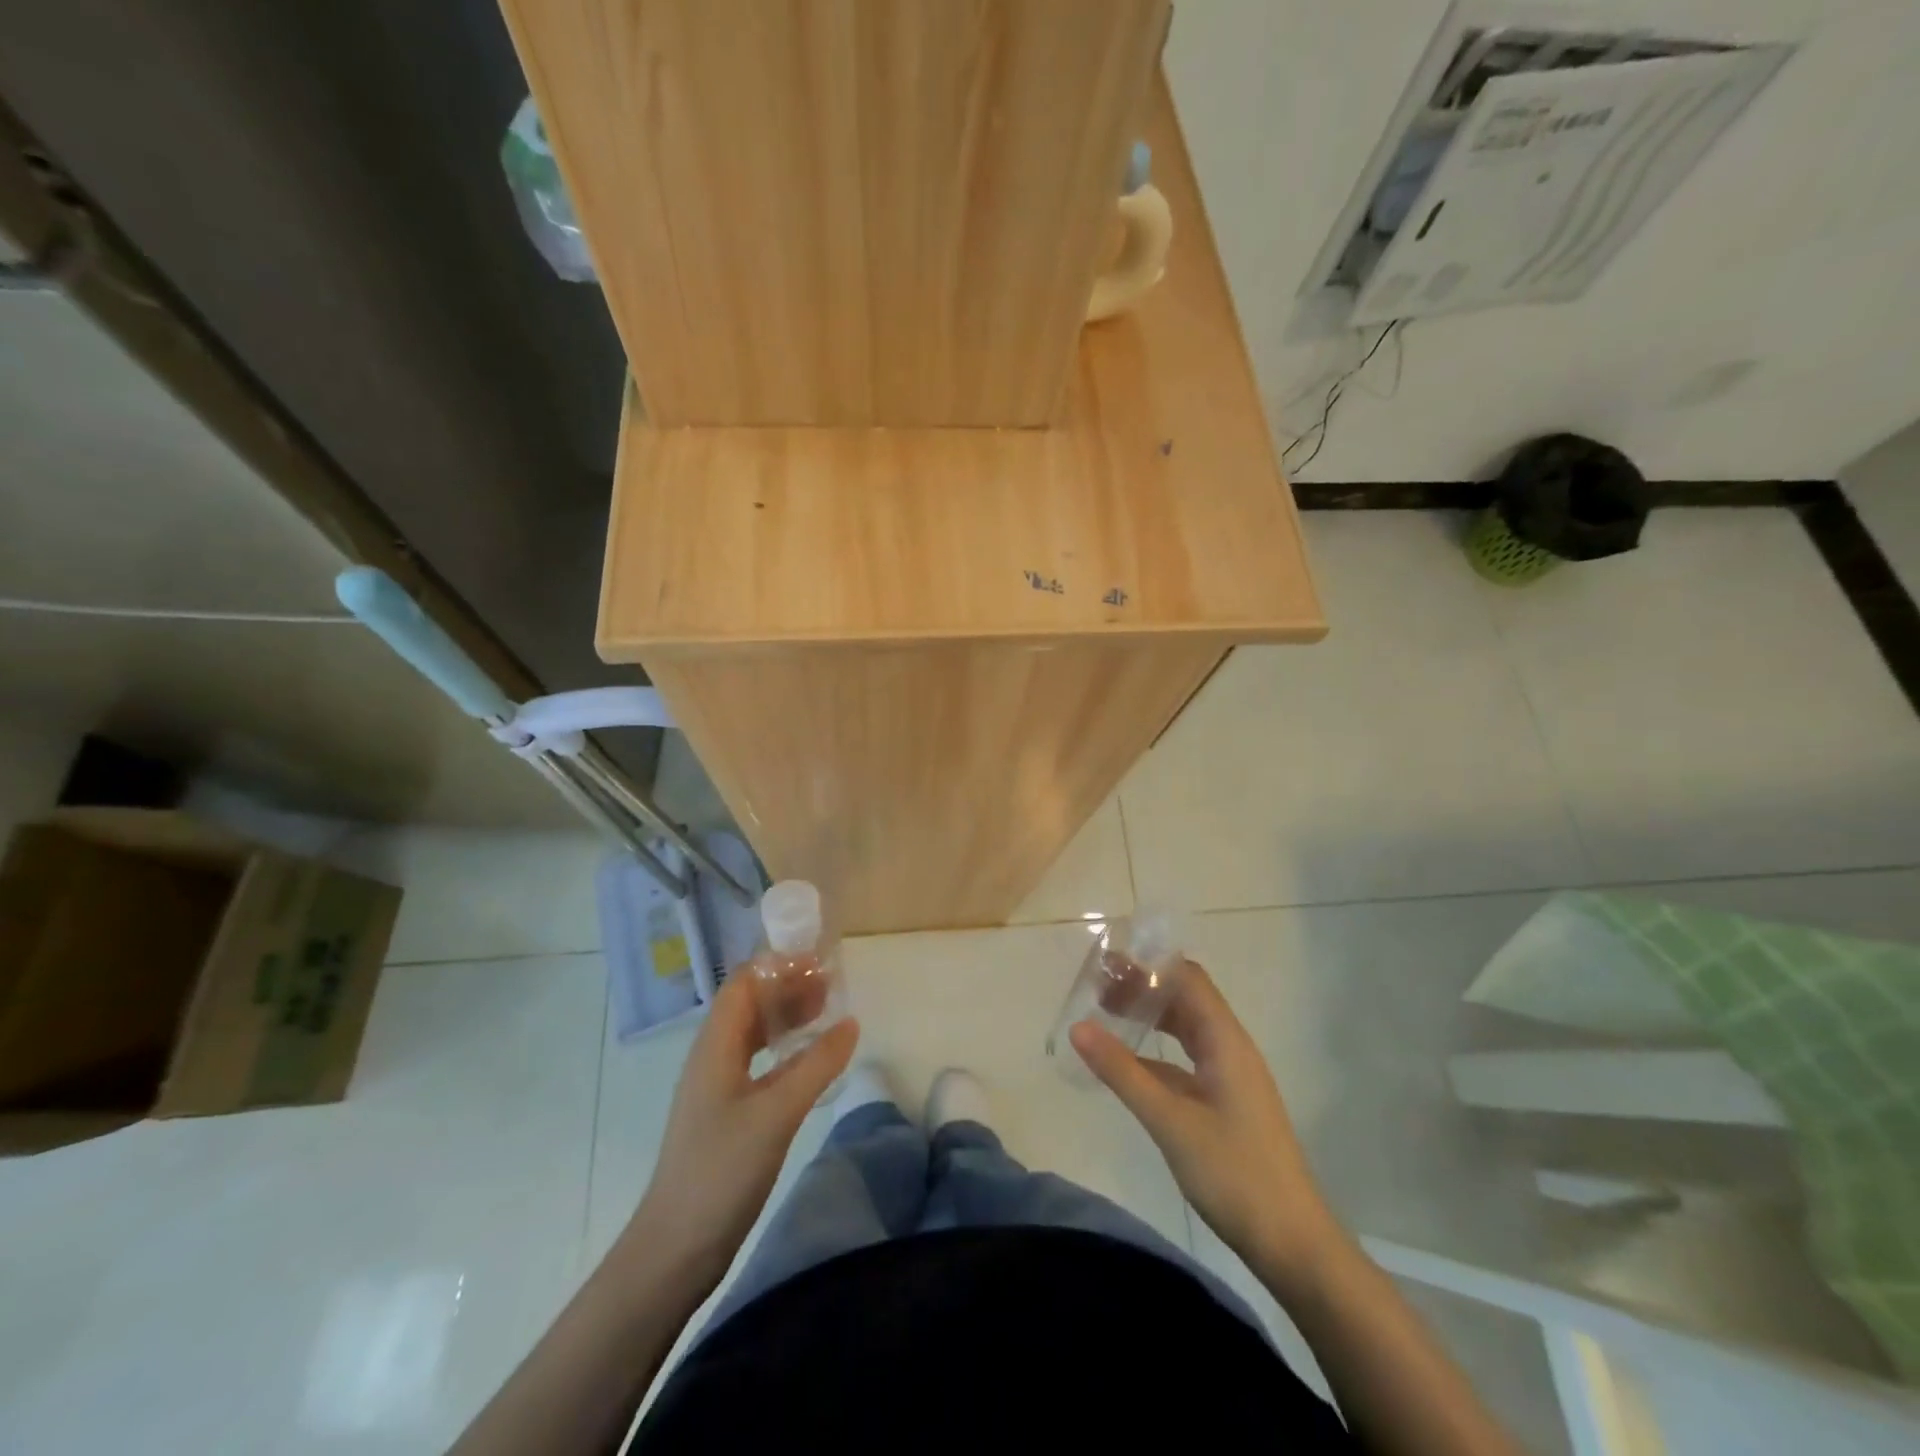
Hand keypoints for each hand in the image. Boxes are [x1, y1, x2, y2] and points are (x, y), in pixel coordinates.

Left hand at [629, 973, 857, 1289]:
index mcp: (715, 1045)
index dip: (779, 966)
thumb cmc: (721, 1170)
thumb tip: (850, 1022)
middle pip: (750, 1004)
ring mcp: (718, 1086)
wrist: (675, 1247)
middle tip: (832, 985)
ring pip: (754, 1034)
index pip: (743, 983)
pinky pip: (758, 1063)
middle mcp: (713, 1056)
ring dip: (787, 1017)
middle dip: (788, 987)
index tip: (820, 962)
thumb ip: (816, 1065)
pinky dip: (785, 1050)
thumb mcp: (777, 1113)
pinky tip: (809, 1060)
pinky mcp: (727, 1113)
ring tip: (827, 1012)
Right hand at [1070, 964, 1340, 1294]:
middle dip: (1144, 986)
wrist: (1292, 1243)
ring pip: (1187, 1028)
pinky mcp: (1226, 1102)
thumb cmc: (1234, 1173)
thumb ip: (1123, 1072)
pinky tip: (1129, 1061)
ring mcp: (1230, 1076)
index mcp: (1226, 1041)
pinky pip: (1187, 1058)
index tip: (1107, 962)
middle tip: (1097, 986)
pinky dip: (1158, 1049)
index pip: (1188, 979)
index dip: (1150, 964)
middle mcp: (1231, 1048)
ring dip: (1151, 1015)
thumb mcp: (1170, 1121)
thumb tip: (1078, 1026)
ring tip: (1107, 1012)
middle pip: (1186, 999)